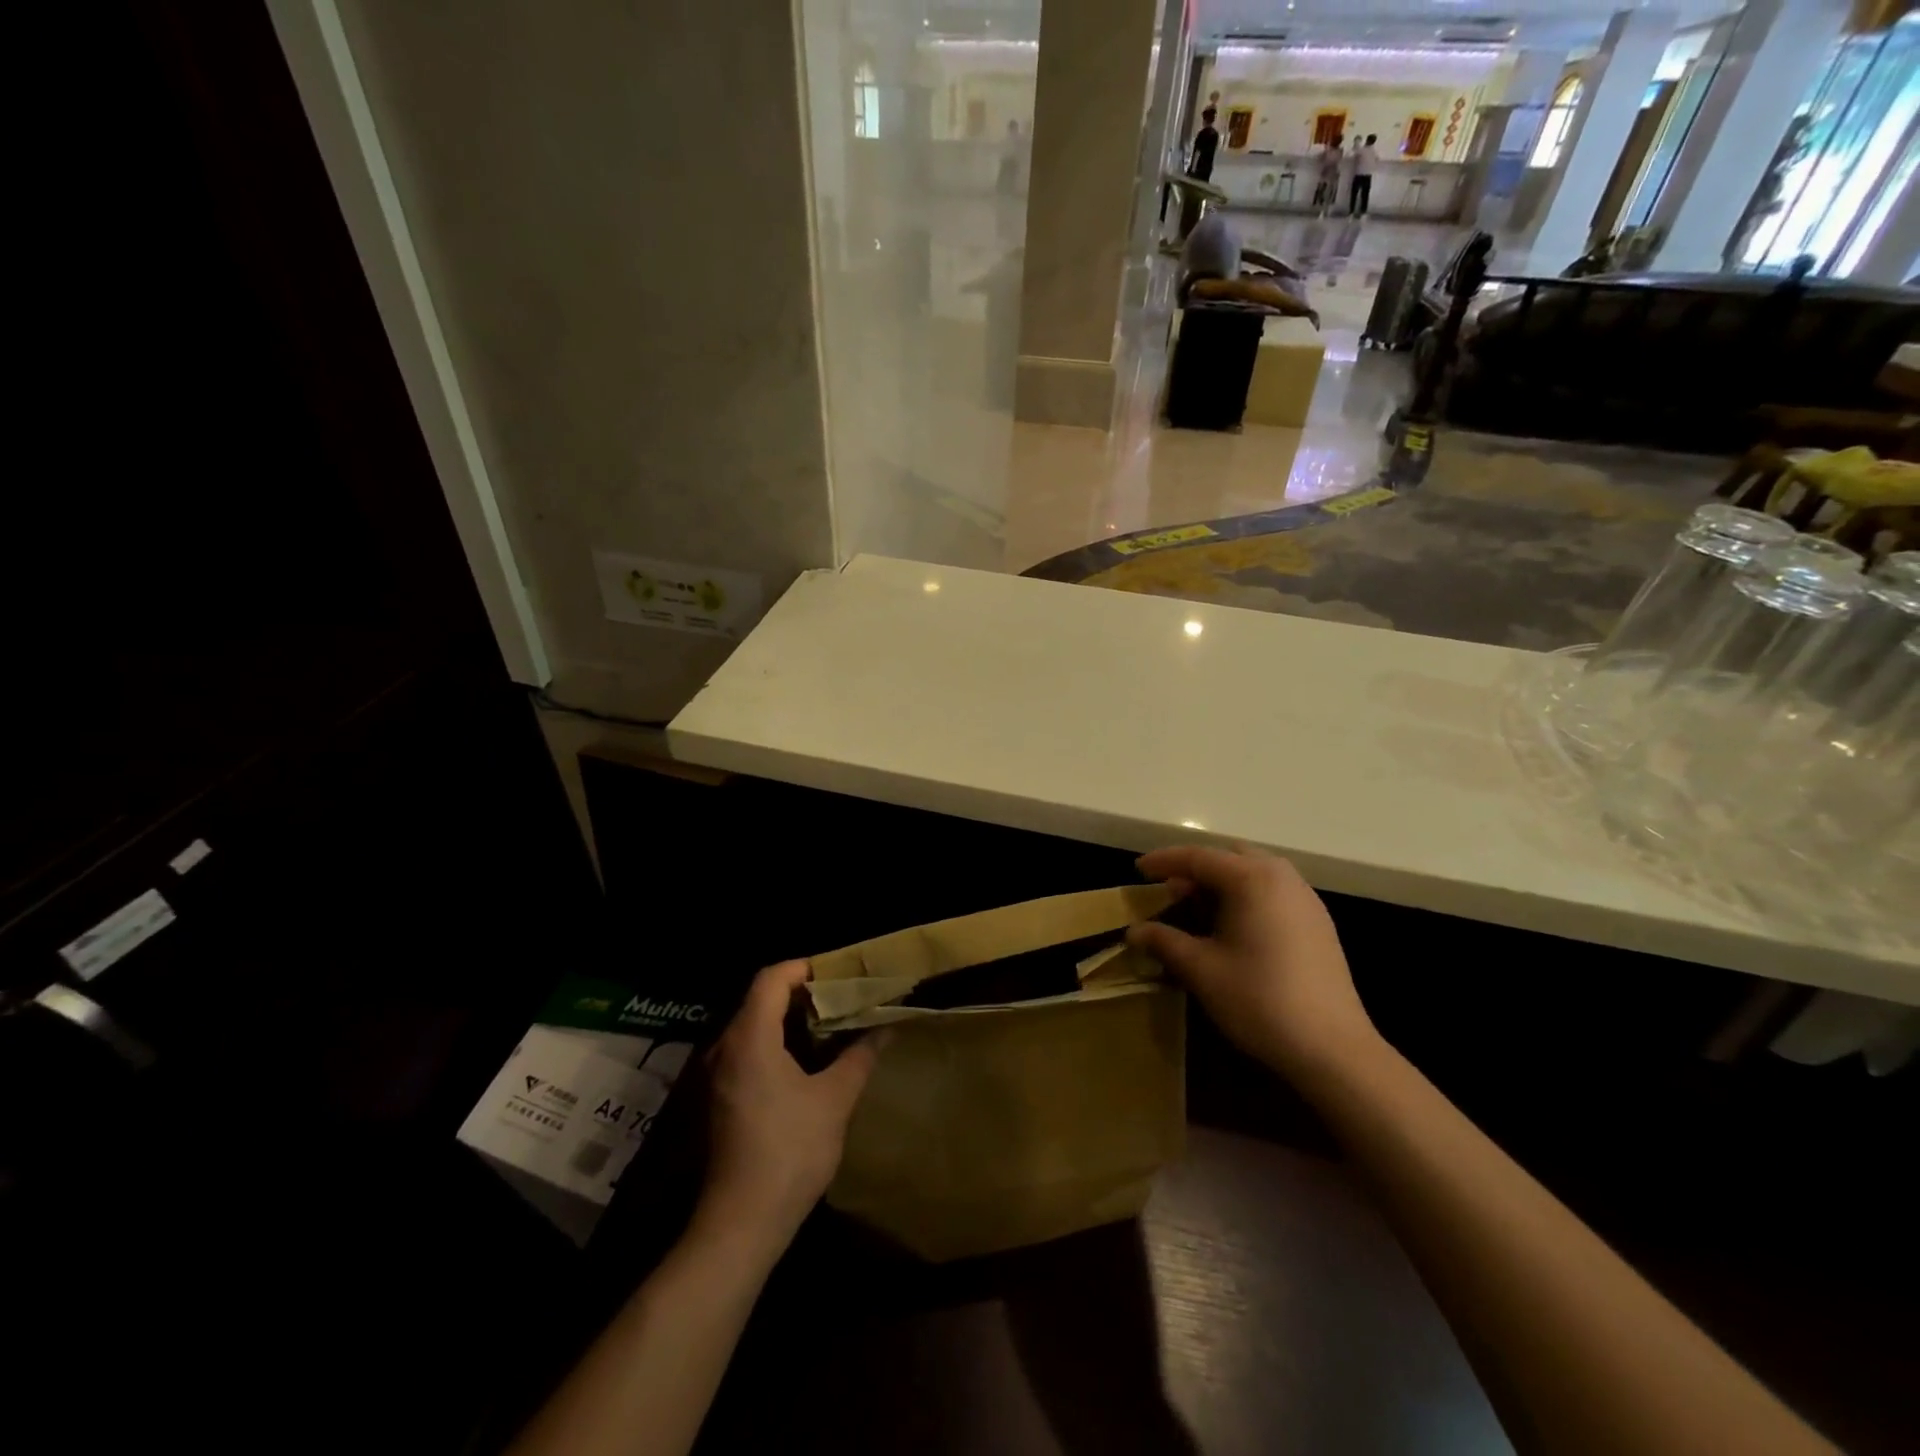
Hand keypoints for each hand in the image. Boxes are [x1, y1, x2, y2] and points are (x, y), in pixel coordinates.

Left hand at [697, 961, 879, 1258]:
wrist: (741, 1223)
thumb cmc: (790, 1151)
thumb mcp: (835, 1100)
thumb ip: (859, 1056)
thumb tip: (885, 1028)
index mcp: (750, 1038)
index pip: (771, 978)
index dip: (804, 968)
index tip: (838, 976)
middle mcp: (725, 1047)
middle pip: (760, 999)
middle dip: (803, 994)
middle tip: (842, 1000)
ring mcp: (717, 1074)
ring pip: (753, 1026)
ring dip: (790, 1021)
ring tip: (831, 1027)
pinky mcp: (719, 1098)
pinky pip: (747, 1051)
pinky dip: (777, 1044)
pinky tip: (807, 1063)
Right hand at [1127, 845, 1376, 1079]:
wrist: (1333, 1049)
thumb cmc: (1259, 1000)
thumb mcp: (1202, 970)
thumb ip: (1164, 941)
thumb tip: (1133, 931)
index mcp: (1252, 879)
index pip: (1198, 857)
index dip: (1164, 861)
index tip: (1138, 871)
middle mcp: (1282, 877)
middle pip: (1230, 856)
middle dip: (1196, 869)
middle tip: (1170, 892)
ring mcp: (1305, 899)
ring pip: (1256, 872)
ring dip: (1223, 882)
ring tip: (1198, 909)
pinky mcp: (1318, 923)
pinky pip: (1274, 891)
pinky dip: (1246, 896)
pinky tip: (1234, 928)